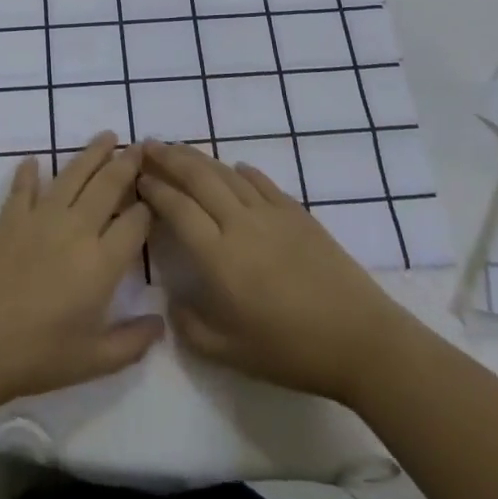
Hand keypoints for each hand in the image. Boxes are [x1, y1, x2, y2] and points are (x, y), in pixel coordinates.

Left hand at [0, 134, 161, 407]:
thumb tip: (161, 323)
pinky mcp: (10, 218)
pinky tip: (35, 162)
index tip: (156, 198)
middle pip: (108, 185)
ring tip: (107, 136)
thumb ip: (132, 341)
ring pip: (73, 175)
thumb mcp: (95, 360)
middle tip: (141, 145)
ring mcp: (40, 218)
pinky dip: (30, 173)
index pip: (136, 222)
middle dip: (128, 163)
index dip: (149, 208)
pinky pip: (23, 187)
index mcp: (102, 262)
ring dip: (92, 154)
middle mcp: (76, 229)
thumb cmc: (38, 355)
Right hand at [139, 141, 397, 404]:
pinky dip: (242, 172)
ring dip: (199, 158)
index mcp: (218, 257)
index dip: (154, 189)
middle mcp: (239, 224)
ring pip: (226, 174)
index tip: (137, 178)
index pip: (177, 209)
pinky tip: (233, 168)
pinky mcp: (297, 213)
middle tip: (148, 145)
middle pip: (198, 178)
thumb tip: (173, 299)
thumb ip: (190, 325)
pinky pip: (261, 183)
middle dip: (169, 158)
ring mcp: (271, 214)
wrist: (360, 339)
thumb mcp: (228, 352)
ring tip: (179, 149)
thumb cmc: (290, 350)